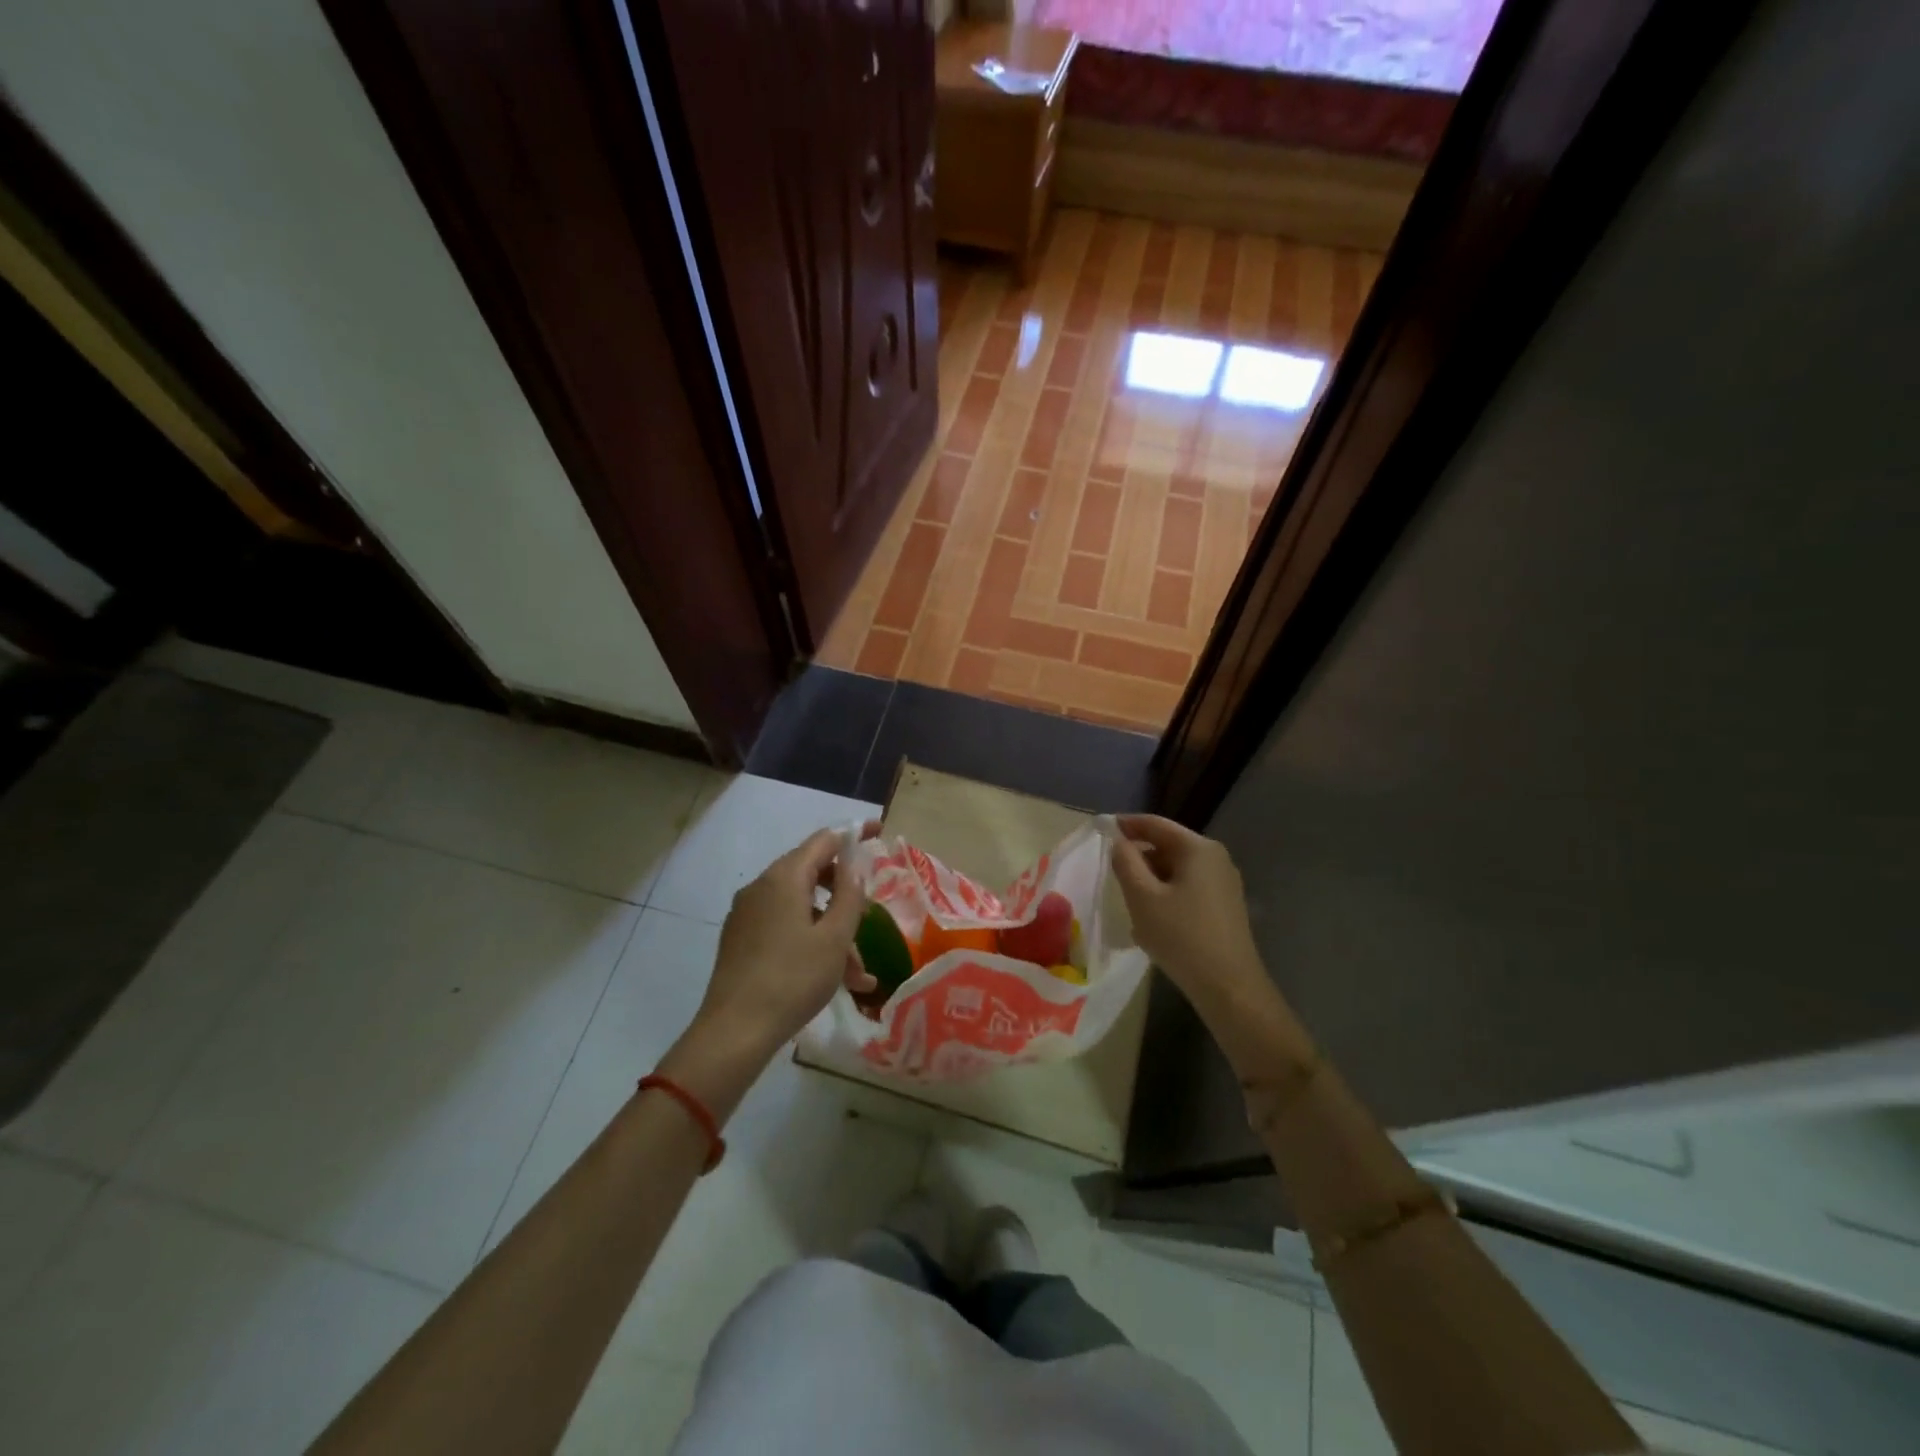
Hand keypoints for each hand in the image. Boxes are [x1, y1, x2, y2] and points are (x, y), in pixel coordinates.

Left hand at [671, 823, 877, 1100]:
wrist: (735, 1032)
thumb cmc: (793, 979)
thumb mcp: (835, 938)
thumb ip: (850, 895)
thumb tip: (854, 865)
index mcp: (784, 877)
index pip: (824, 840)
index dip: (853, 835)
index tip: (878, 832)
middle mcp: (761, 887)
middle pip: (812, 874)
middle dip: (845, 898)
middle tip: (869, 920)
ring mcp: (747, 914)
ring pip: (801, 909)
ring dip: (832, 933)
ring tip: (858, 975)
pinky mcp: (740, 939)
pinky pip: (784, 928)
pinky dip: (810, 943)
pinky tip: (833, 979)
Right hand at [1110, 814, 1273, 1022]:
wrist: (1229, 987)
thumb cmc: (1181, 936)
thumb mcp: (1142, 897)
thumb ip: (1125, 862)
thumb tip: (1117, 841)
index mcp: (1198, 848)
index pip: (1155, 824)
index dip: (1126, 824)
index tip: (1101, 830)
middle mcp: (1216, 858)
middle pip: (1168, 845)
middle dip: (1139, 855)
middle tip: (1111, 870)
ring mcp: (1224, 882)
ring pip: (1177, 869)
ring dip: (1151, 877)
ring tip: (1128, 897)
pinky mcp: (1225, 905)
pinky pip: (1188, 887)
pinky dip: (1166, 892)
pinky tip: (1152, 917)